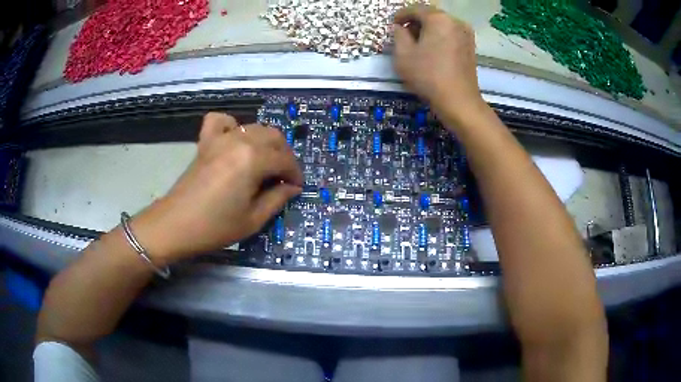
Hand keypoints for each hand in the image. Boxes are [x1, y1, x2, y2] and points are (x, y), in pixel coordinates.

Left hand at [132, 113, 302, 263]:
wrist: (176, 225)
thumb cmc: (215, 227)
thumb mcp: (253, 220)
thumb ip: (277, 199)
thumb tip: (292, 187)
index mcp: (253, 160)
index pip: (285, 159)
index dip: (295, 174)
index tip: (296, 187)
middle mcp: (239, 140)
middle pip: (273, 137)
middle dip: (284, 155)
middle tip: (283, 177)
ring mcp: (220, 138)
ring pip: (254, 127)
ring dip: (266, 142)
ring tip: (265, 162)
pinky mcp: (206, 141)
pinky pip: (221, 121)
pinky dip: (232, 125)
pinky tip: (235, 139)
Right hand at [393, 5, 483, 121]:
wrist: (458, 100)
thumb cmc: (428, 76)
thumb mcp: (402, 54)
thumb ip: (398, 35)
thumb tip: (400, 27)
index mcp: (438, 18)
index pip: (415, 9)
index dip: (401, 15)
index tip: (393, 24)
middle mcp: (455, 21)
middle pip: (430, 15)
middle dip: (415, 22)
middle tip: (404, 35)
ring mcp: (466, 34)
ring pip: (441, 25)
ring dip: (428, 30)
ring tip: (418, 44)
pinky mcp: (471, 46)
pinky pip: (451, 34)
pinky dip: (439, 37)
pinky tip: (433, 50)